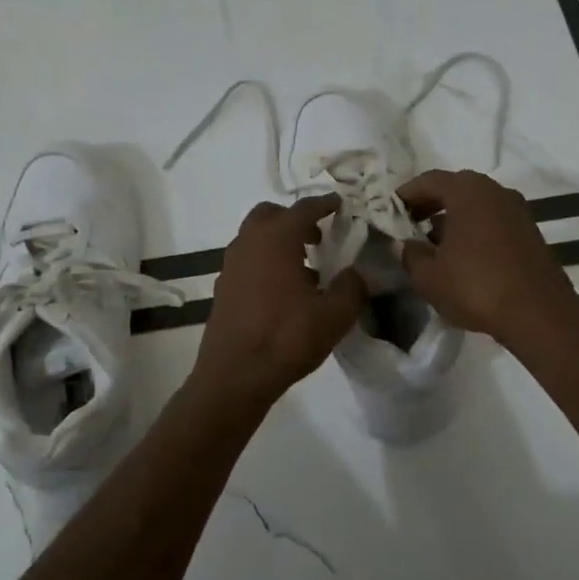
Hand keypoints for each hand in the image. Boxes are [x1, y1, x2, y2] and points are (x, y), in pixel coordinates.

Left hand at [190, 197, 367, 409]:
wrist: (235, 375)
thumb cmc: (286, 338)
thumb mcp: (334, 315)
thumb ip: (352, 287)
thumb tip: (355, 273)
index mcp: (277, 239)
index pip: (303, 208)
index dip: (324, 204)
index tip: (338, 204)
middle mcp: (249, 243)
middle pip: (271, 215)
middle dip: (294, 219)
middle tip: (318, 237)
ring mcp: (231, 265)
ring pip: (255, 238)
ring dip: (279, 242)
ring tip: (305, 268)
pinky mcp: (223, 288)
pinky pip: (247, 261)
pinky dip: (265, 262)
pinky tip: (283, 291)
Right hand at [397, 169, 578, 344]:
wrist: (539, 314)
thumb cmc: (476, 286)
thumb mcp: (428, 275)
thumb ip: (410, 253)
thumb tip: (406, 244)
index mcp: (467, 190)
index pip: (428, 180)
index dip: (405, 195)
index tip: (389, 213)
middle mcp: (495, 191)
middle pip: (454, 189)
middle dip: (429, 206)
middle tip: (408, 227)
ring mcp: (517, 210)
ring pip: (475, 206)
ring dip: (452, 220)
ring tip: (433, 246)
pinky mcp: (529, 232)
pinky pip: (492, 221)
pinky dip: (473, 231)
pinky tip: (461, 258)